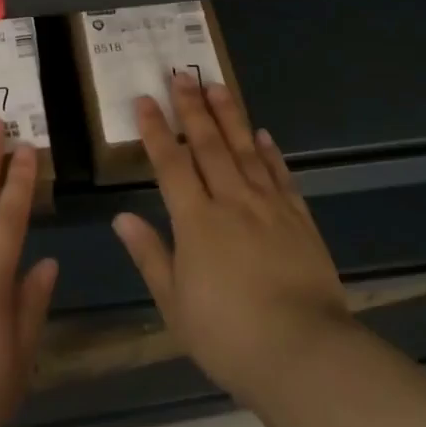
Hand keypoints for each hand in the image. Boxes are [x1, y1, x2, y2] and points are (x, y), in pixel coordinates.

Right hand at [114, 74, 353, 407]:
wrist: (303, 352)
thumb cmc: (228, 335)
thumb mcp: (175, 304)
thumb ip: (150, 255)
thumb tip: (122, 218)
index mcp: (196, 221)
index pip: (170, 164)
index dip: (156, 130)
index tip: (146, 99)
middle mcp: (232, 202)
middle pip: (209, 145)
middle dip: (192, 107)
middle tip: (181, 74)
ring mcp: (270, 207)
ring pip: (246, 150)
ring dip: (230, 116)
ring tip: (218, 86)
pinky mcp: (299, 220)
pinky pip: (281, 176)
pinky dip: (271, 153)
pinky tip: (264, 135)